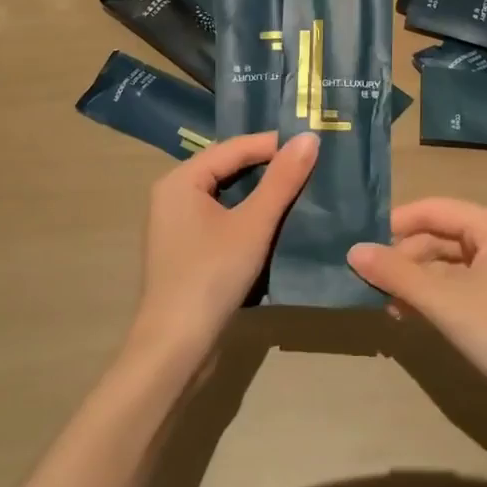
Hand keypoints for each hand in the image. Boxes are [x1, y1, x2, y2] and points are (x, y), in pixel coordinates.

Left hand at [128, 132, 316, 365]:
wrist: (175, 348)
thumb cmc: (211, 276)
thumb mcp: (253, 224)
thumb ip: (282, 180)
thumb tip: (310, 137)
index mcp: (181, 179)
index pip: (233, 147)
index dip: (274, 144)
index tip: (313, 145)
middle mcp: (173, 194)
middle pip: (228, 168)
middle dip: (268, 166)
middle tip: (311, 164)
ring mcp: (177, 224)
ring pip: (226, 195)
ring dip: (261, 192)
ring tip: (301, 188)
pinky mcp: (186, 250)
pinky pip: (221, 217)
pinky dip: (248, 214)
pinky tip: (276, 220)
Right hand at [348, 198, 486, 432]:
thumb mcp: (446, 303)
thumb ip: (397, 274)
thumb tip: (352, 250)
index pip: (434, 208)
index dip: (395, 223)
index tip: (360, 244)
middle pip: (441, 235)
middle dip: (405, 258)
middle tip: (369, 283)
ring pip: (450, 263)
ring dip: (418, 281)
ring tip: (387, 305)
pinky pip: (463, 284)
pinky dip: (437, 296)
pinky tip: (414, 315)